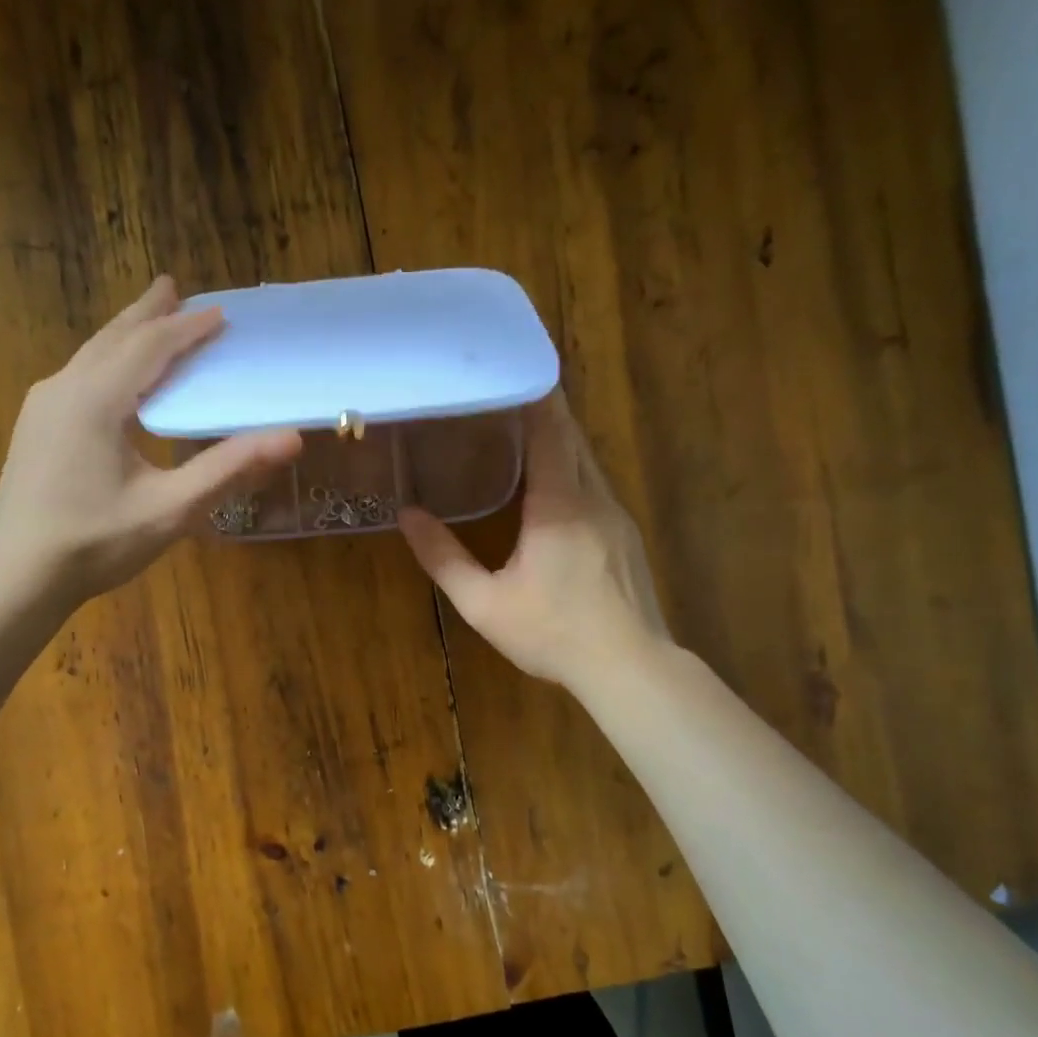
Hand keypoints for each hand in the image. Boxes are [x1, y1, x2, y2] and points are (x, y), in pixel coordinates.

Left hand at [0, 276, 301, 604]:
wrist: (18, 574)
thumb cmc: (96, 543)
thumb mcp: (171, 510)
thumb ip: (229, 469)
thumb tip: (291, 438)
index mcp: (97, 400)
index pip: (151, 347)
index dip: (189, 329)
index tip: (221, 314)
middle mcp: (65, 388)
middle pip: (115, 338)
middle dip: (149, 313)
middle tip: (173, 287)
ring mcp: (42, 405)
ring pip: (92, 354)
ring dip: (126, 333)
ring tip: (149, 318)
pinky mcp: (35, 425)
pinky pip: (78, 374)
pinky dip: (107, 360)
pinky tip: (115, 374)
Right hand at [398, 390, 671, 691]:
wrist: (629, 667)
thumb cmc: (553, 632)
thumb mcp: (484, 603)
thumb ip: (443, 558)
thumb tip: (408, 515)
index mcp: (559, 505)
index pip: (550, 431)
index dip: (533, 396)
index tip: (511, 369)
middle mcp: (594, 498)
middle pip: (572, 438)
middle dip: (543, 411)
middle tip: (505, 395)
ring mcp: (616, 515)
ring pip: (587, 461)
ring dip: (558, 440)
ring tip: (522, 432)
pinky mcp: (626, 534)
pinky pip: (596, 485)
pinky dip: (572, 469)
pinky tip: (553, 486)